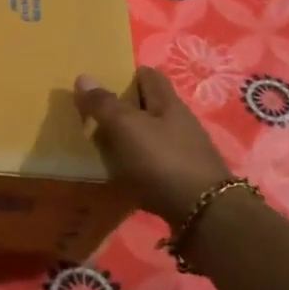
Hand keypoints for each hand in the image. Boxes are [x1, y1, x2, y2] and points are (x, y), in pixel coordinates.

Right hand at [74, 67, 234, 226]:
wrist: (205, 215)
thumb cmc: (163, 161)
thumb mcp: (127, 127)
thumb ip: (104, 104)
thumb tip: (83, 77)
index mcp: (168, 104)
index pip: (149, 76)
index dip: (127, 74)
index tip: (103, 82)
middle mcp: (180, 123)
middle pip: (150, 106)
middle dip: (125, 107)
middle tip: (93, 114)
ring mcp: (184, 152)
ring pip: (151, 135)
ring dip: (129, 137)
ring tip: (100, 145)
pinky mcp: (183, 179)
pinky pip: (153, 163)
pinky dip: (136, 164)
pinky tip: (120, 173)